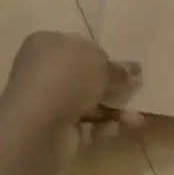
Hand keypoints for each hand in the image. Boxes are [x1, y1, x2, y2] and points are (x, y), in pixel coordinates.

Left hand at [4, 31, 142, 140]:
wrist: (38, 123)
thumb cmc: (67, 77)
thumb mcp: (101, 62)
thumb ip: (118, 68)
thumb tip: (134, 71)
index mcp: (47, 44)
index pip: (79, 47)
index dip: (103, 57)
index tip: (125, 69)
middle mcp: (42, 70)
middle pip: (85, 77)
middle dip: (112, 87)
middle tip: (135, 92)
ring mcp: (46, 101)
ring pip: (88, 103)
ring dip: (114, 111)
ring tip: (135, 120)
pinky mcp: (52, 129)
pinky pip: (83, 125)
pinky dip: (101, 128)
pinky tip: (114, 130)